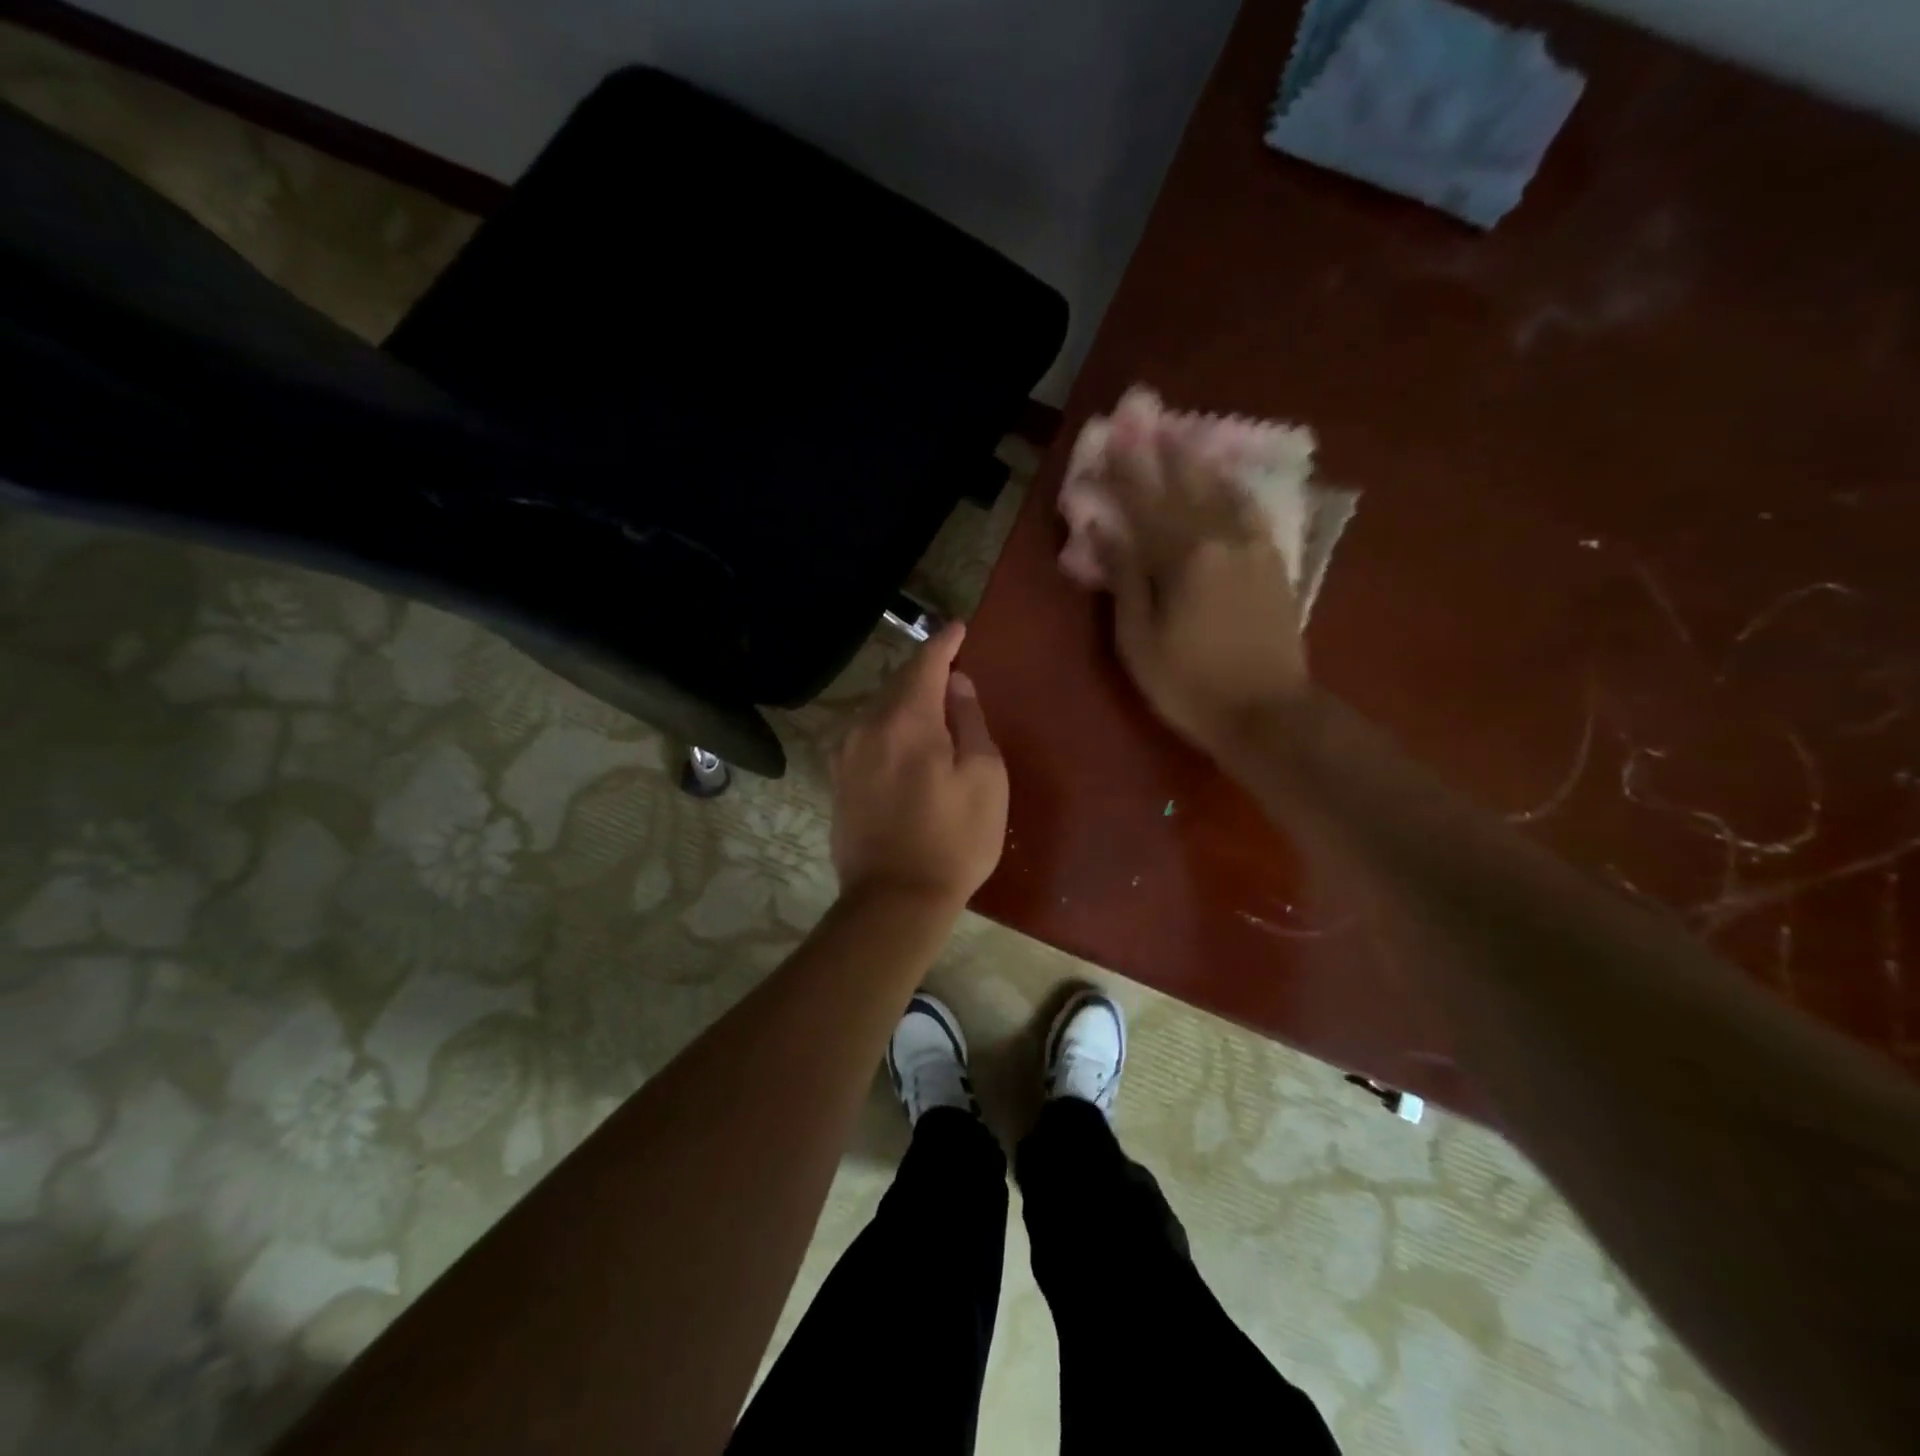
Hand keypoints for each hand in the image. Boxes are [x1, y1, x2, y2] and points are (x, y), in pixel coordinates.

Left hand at [830, 623, 1008, 910]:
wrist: (894, 900)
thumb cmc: (954, 839)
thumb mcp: (984, 778)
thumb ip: (971, 722)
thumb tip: (957, 685)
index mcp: (906, 720)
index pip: (926, 663)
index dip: (944, 643)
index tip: (958, 628)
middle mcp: (867, 726)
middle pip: (898, 684)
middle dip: (925, 672)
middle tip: (952, 671)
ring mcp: (846, 754)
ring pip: (879, 710)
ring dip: (906, 702)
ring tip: (933, 710)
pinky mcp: (839, 781)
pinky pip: (868, 737)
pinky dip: (890, 728)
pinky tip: (906, 744)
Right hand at [1094, 403, 1310, 754]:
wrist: (1268, 714)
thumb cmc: (1189, 685)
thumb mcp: (1139, 639)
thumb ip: (1124, 577)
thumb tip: (1104, 527)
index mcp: (1182, 557)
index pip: (1143, 502)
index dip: (1123, 469)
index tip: (1108, 436)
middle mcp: (1220, 538)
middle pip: (1183, 485)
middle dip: (1160, 450)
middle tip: (1144, 414)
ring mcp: (1253, 547)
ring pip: (1221, 490)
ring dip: (1197, 460)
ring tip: (1180, 433)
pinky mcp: (1273, 563)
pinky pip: (1251, 510)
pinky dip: (1233, 487)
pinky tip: (1225, 477)